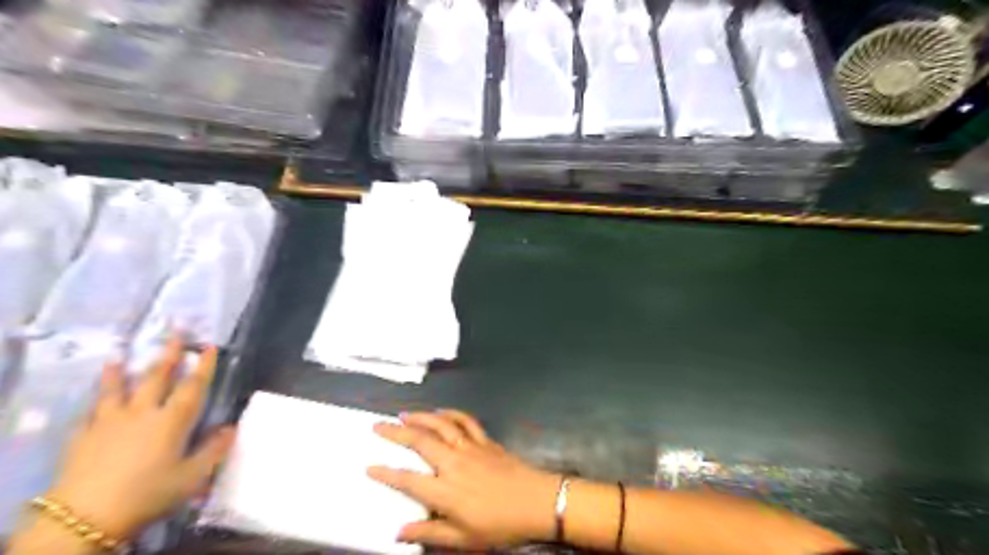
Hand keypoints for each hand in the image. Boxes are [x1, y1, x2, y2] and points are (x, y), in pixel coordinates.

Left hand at [48, 337, 235, 538]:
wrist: (84, 518)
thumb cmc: (148, 494)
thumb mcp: (192, 477)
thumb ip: (214, 450)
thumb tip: (231, 427)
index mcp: (172, 420)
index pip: (192, 386)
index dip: (203, 366)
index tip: (209, 346)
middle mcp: (142, 413)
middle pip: (156, 378)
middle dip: (168, 355)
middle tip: (175, 333)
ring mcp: (108, 423)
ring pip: (117, 390)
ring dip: (120, 372)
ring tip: (118, 357)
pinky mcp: (81, 438)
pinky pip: (90, 413)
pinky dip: (95, 402)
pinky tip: (95, 399)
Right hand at [366, 410, 558, 549]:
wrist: (537, 501)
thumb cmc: (500, 524)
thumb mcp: (464, 538)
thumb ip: (430, 532)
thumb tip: (399, 532)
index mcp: (445, 491)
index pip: (408, 479)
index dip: (386, 473)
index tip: (369, 466)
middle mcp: (453, 463)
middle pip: (420, 442)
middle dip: (396, 433)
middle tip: (378, 426)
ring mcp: (470, 447)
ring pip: (440, 425)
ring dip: (420, 417)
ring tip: (403, 414)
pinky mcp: (485, 440)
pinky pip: (465, 421)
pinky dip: (450, 413)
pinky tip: (440, 412)